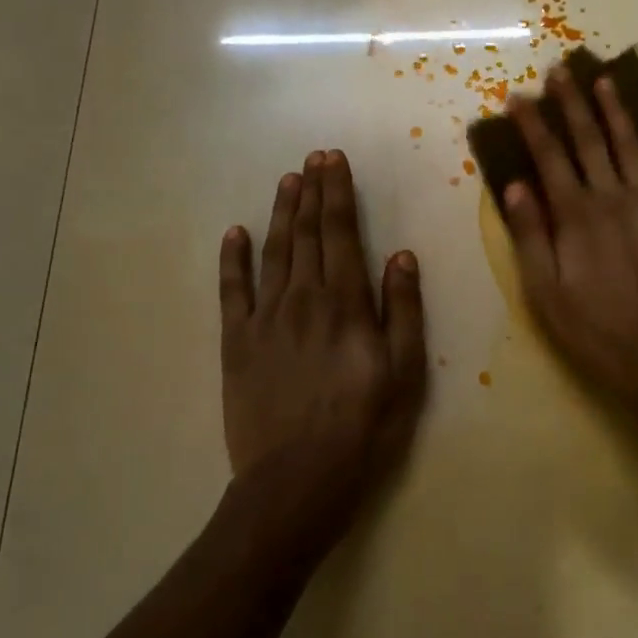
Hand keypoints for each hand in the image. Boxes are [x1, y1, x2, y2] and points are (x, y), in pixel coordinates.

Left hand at [219, 150, 426, 534]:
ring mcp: (265, 318)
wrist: (297, 479)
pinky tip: (234, 233)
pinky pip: (231, 291)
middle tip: (313, 157)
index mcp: (345, 302)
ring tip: (287, 181)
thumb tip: (401, 255)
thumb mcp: (405, 371)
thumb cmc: (364, 425)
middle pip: (306, 233)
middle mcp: (303, 298)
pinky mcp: (236, 342)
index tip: (334, 161)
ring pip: (273, 252)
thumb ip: (402, 309)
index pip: (340, 233)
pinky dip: (232, 259)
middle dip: (311, 191)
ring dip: (280, 213)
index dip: (337, 193)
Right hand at [502, 64, 637, 410]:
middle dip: (572, 103)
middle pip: (588, 140)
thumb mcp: (545, 293)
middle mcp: (612, 197)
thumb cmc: (596, 329)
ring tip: (603, 79)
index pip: (549, 157)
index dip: (533, 125)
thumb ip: (531, 236)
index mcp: (575, 215)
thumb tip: (515, 186)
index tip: (519, 97)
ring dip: (615, 110)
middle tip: (559, 69)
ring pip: (630, 145)